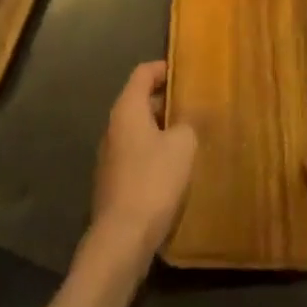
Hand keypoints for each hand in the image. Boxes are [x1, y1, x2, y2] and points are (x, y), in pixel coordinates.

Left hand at [91, 61, 196, 261]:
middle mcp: (114, 127)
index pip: (143, 73)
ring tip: (191, 135)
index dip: (165, 68)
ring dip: (163, 129)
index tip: (187, 72)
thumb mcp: (182, 145)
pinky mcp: (114, 181)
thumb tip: (189, 118)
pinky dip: (155, 152)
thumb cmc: (153, 181)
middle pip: (140, 100)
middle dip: (167, 100)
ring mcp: (111, 156)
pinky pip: (137, 154)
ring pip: (139, 130)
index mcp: (127, 109)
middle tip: (196, 104)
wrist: (122, 239)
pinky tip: (176, 168)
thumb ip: (188, 123)